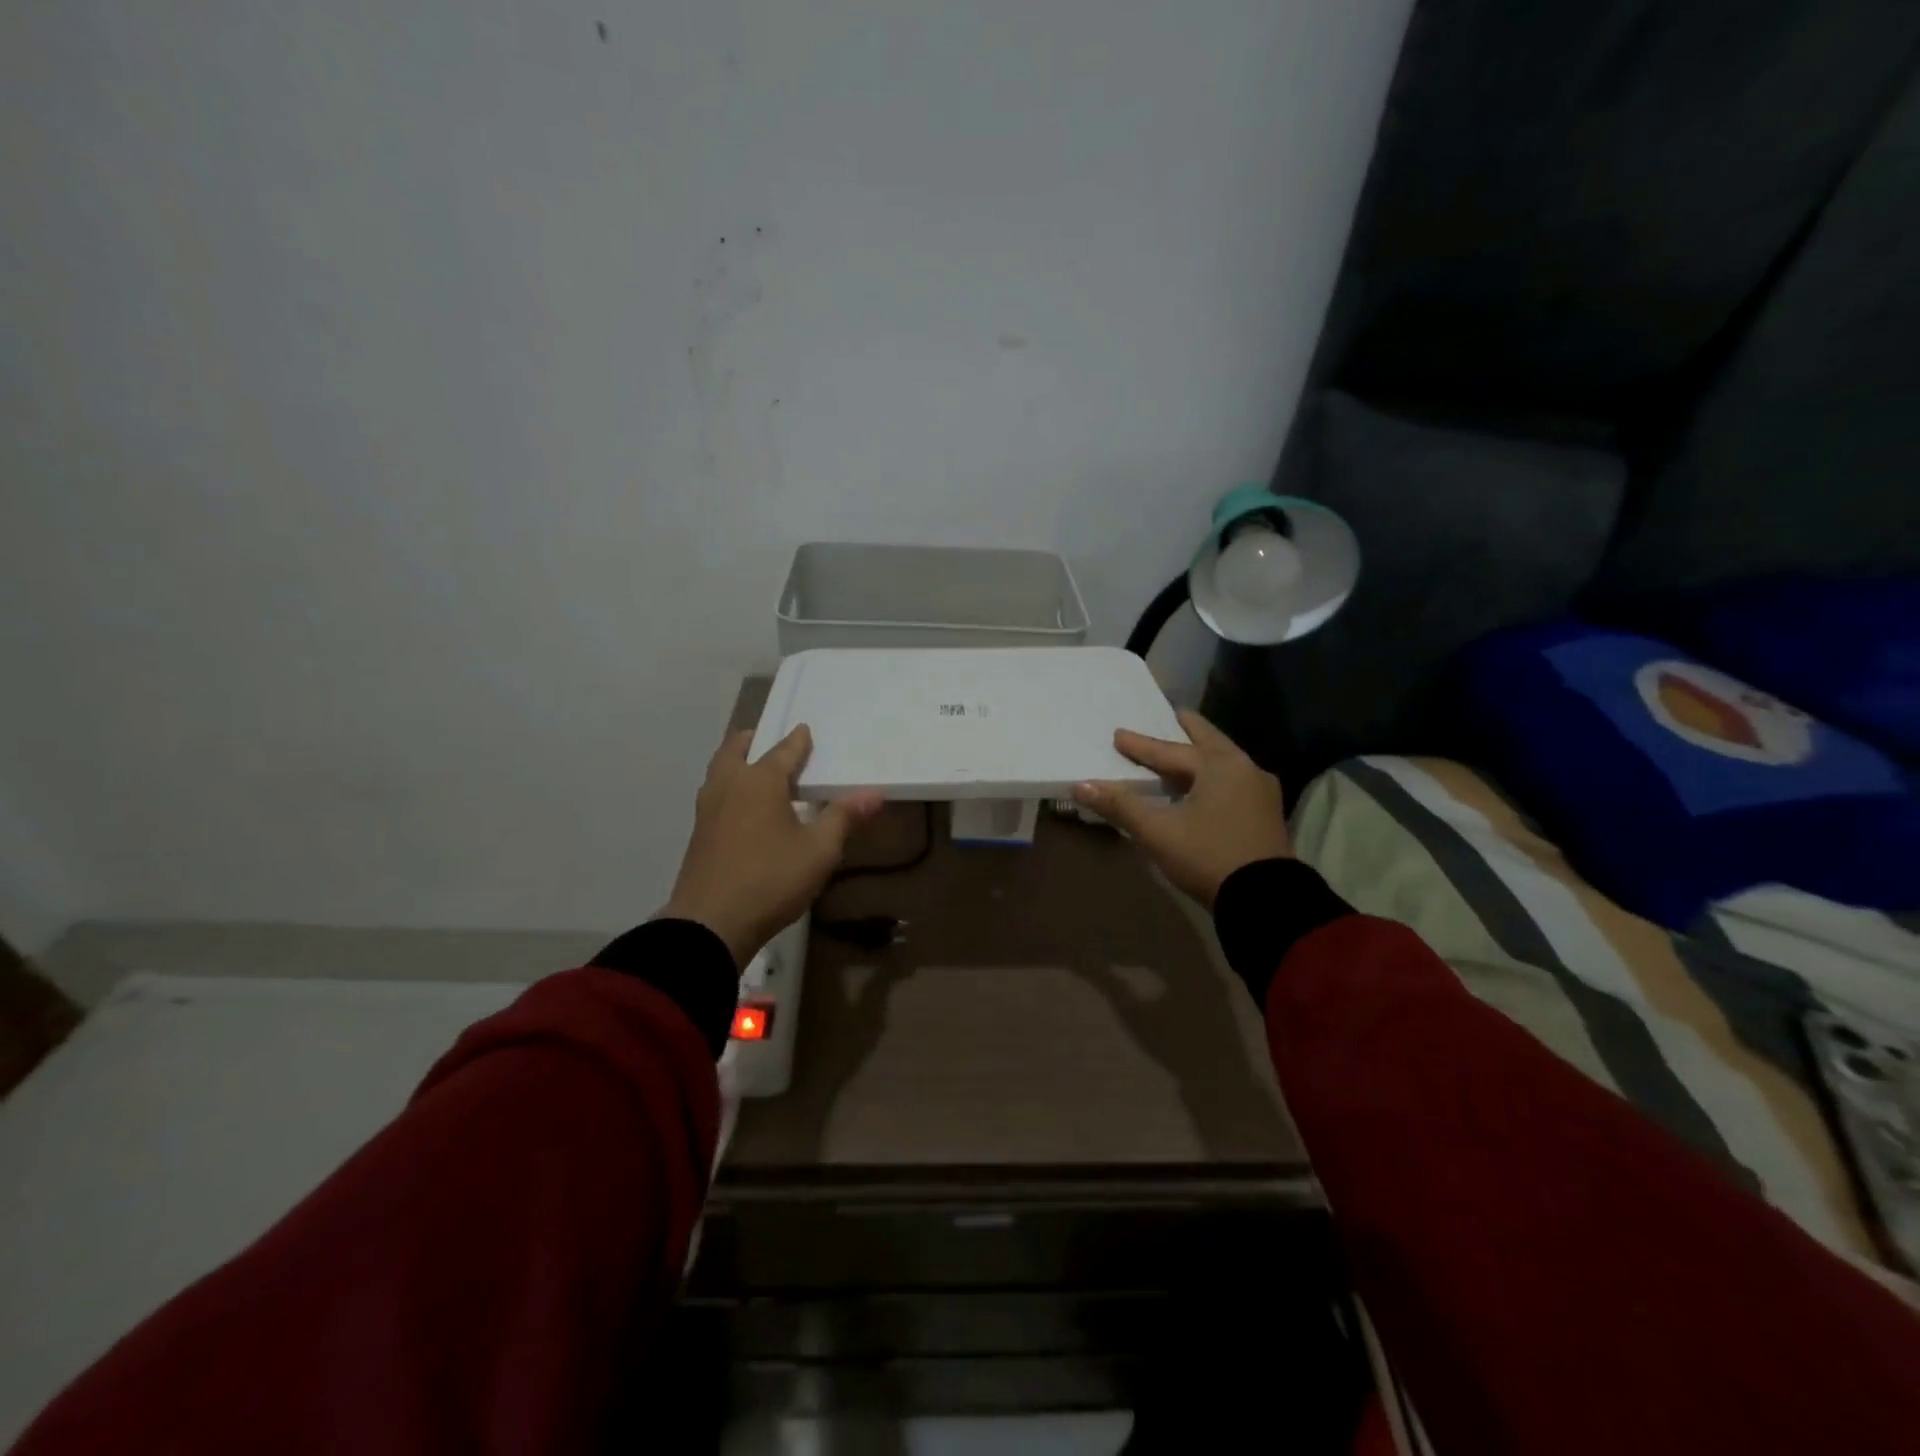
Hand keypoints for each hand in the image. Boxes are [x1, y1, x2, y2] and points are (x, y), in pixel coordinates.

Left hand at [659, 725, 883, 968]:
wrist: (710, 924)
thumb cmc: (771, 879)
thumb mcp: (819, 851)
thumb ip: (844, 817)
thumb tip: (875, 793)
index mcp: (759, 781)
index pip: (783, 751)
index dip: (798, 740)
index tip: (805, 730)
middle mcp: (729, 786)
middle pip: (735, 750)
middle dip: (753, 741)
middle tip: (768, 741)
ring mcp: (708, 810)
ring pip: (719, 772)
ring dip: (735, 763)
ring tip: (755, 771)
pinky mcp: (698, 835)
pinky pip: (714, 795)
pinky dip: (729, 788)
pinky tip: (743, 809)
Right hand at [1072, 709, 1291, 908]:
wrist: (1265, 900)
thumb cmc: (1207, 856)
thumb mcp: (1158, 831)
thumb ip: (1120, 805)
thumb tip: (1081, 785)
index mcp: (1219, 766)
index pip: (1170, 751)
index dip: (1140, 745)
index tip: (1118, 734)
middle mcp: (1245, 769)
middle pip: (1209, 743)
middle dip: (1190, 730)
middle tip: (1176, 713)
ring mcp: (1261, 791)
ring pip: (1225, 762)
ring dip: (1204, 754)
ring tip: (1188, 749)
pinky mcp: (1267, 814)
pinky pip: (1235, 782)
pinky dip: (1216, 775)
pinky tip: (1207, 784)